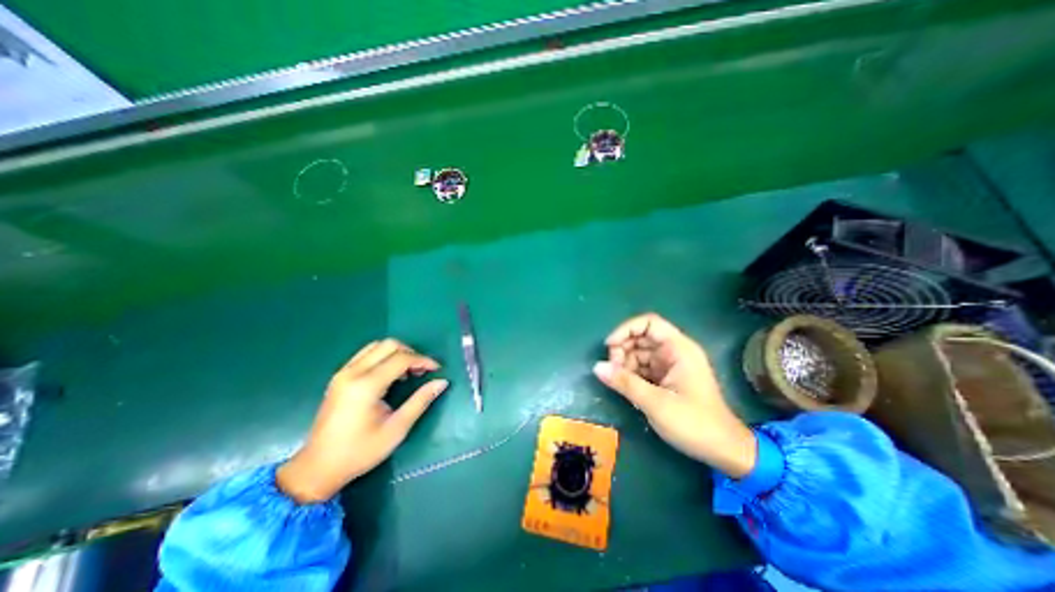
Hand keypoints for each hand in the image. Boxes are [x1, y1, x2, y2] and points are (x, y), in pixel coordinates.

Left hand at [275, 339, 444, 500]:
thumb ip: (420, 401)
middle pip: (389, 345)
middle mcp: (353, 372)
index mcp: (366, 385)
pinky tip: (390, 375)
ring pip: (376, 346)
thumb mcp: (396, 429)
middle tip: (422, 370)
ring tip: (407, 372)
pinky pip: (366, 354)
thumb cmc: (360, 451)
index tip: (436, 369)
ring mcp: (343, 373)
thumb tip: (442, 382)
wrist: (317, 468)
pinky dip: (383, 357)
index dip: (423, 360)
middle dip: (411, 353)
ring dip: (396, 353)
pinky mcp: (339, 377)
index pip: (401, 359)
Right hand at [593, 315, 757, 475]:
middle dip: (622, 349)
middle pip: (641, 337)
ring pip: (639, 353)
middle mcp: (674, 352)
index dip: (626, 329)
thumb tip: (597, 367)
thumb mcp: (656, 403)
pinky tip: (625, 386)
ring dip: (625, 363)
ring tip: (617, 381)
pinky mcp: (666, 378)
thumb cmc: (694, 424)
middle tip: (611, 369)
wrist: (724, 452)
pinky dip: (631, 374)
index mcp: (678, 349)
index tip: (609, 346)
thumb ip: (625, 382)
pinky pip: (643, 367)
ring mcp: (670, 365)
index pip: (649, 323)